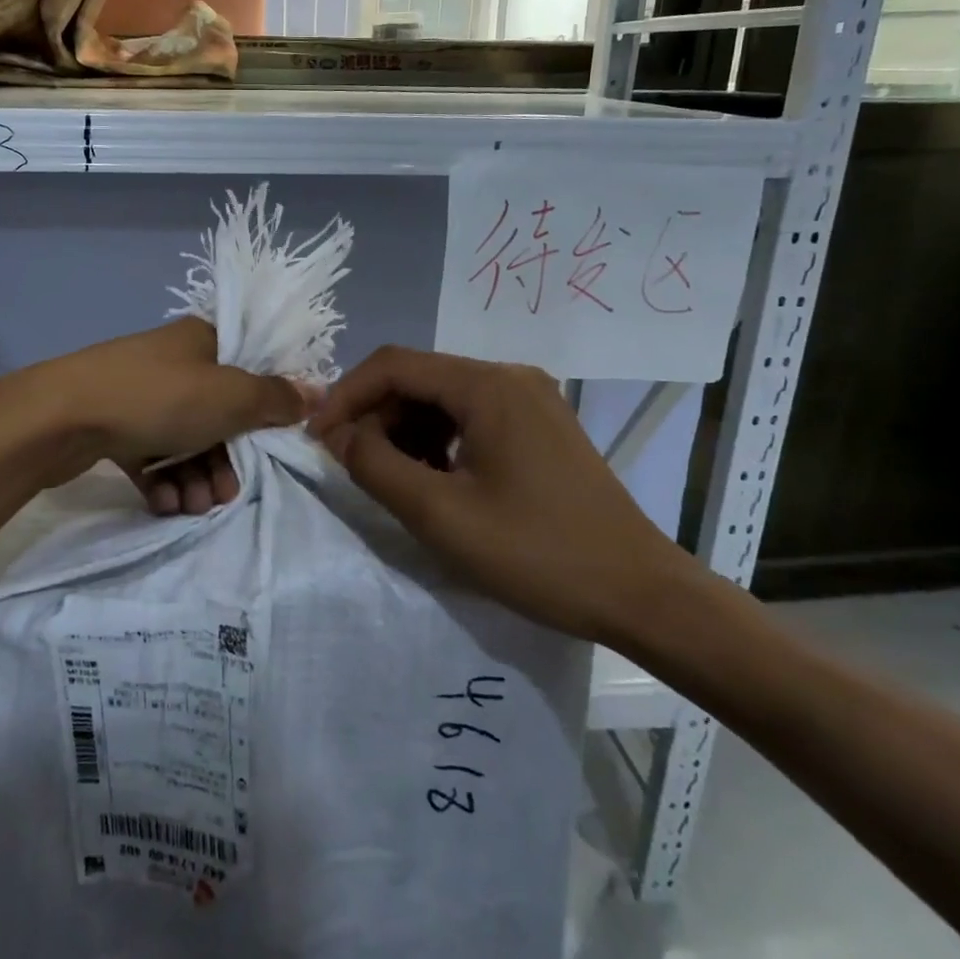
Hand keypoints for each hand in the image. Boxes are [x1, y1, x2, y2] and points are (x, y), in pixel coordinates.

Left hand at [17, 317, 312, 513]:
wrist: (61, 417)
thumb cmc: (157, 398)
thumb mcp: (229, 397)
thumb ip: (275, 398)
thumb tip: (317, 390)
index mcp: (203, 341)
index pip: (250, 371)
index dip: (265, 411)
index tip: (270, 447)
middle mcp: (174, 363)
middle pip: (218, 415)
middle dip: (225, 461)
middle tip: (224, 495)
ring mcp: (141, 393)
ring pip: (184, 440)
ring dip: (195, 477)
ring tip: (191, 506)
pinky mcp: (113, 424)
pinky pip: (151, 454)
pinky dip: (163, 480)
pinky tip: (164, 503)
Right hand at [308, 346, 695, 643]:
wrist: (641, 593)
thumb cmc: (538, 553)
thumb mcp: (440, 514)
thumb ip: (375, 466)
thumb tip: (336, 435)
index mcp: (487, 385)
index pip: (394, 365)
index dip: (346, 396)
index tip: (318, 439)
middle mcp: (509, 377)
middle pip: (419, 378)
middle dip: (377, 417)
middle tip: (356, 467)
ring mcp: (531, 400)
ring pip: (443, 398)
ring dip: (406, 431)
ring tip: (396, 480)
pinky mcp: (541, 425)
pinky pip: (472, 417)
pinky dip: (440, 441)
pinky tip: (437, 480)